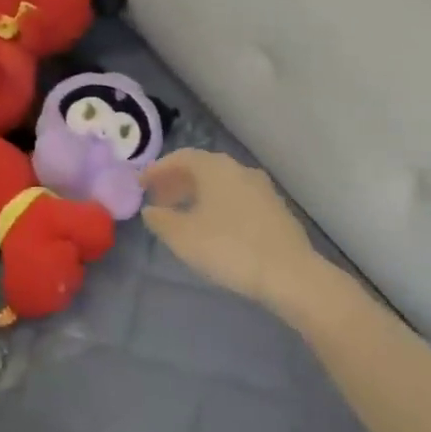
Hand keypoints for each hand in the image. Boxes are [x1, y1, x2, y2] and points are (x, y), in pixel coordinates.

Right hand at [140, 150, 319, 308]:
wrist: (290, 274)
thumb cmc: (229, 248)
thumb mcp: (183, 237)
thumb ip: (161, 220)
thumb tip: (150, 211)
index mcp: (215, 168)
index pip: (181, 157)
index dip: (157, 169)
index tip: (140, 184)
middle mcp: (239, 170)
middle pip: (202, 168)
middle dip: (177, 181)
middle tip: (158, 199)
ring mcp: (262, 189)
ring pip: (221, 184)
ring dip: (198, 194)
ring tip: (182, 215)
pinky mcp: (275, 210)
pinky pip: (237, 198)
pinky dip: (218, 205)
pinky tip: (213, 227)